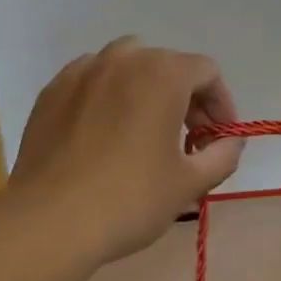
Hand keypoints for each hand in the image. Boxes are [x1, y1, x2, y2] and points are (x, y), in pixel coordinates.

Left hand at [9, 38, 243, 263]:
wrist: (49, 221)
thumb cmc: (130, 199)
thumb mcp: (190, 183)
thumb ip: (222, 155)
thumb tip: (230, 141)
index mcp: (163, 73)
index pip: (206, 73)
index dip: (220, 104)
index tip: (218, 139)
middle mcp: (124, 59)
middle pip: (167, 65)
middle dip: (185, 98)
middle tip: (187, 141)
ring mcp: (83, 71)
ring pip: (126, 65)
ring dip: (145, 89)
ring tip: (143, 130)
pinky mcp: (52, 91)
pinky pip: (91, 80)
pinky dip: (106, 96)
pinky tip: (103, 133)